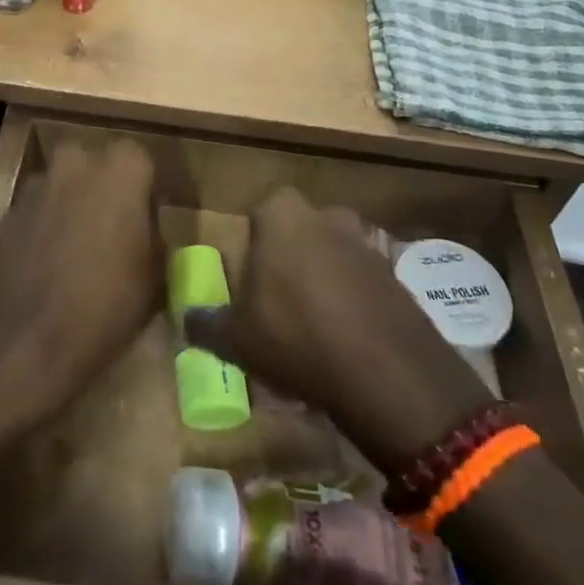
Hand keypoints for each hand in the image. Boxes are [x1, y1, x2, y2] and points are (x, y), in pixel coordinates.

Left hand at [0, 139, 160, 413]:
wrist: (24, 337)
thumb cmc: (106, 303)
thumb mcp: (156, 278)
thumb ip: (154, 240)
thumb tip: (145, 234)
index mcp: (122, 168)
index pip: (141, 161)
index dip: (145, 192)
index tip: (147, 223)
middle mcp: (77, 162)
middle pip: (96, 165)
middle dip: (103, 189)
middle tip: (111, 231)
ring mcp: (36, 184)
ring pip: (62, 185)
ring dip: (70, 206)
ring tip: (76, 251)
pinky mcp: (7, 211)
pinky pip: (36, 210)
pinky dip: (43, 227)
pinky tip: (46, 265)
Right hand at [185, 188, 490, 470]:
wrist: (388, 372)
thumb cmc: (296, 337)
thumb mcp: (237, 338)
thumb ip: (207, 323)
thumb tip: (187, 319)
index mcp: (282, 216)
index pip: (260, 212)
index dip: (254, 245)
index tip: (251, 281)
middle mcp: (325, 216)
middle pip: (299, 230)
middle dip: (290, 257)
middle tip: (280, 300)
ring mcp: (366, 242)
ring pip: (333, 253)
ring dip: (324, 278)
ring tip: (315, 324)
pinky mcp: (396, 274)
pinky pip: (363, 280)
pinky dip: (354, 300)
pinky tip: (347, 338)